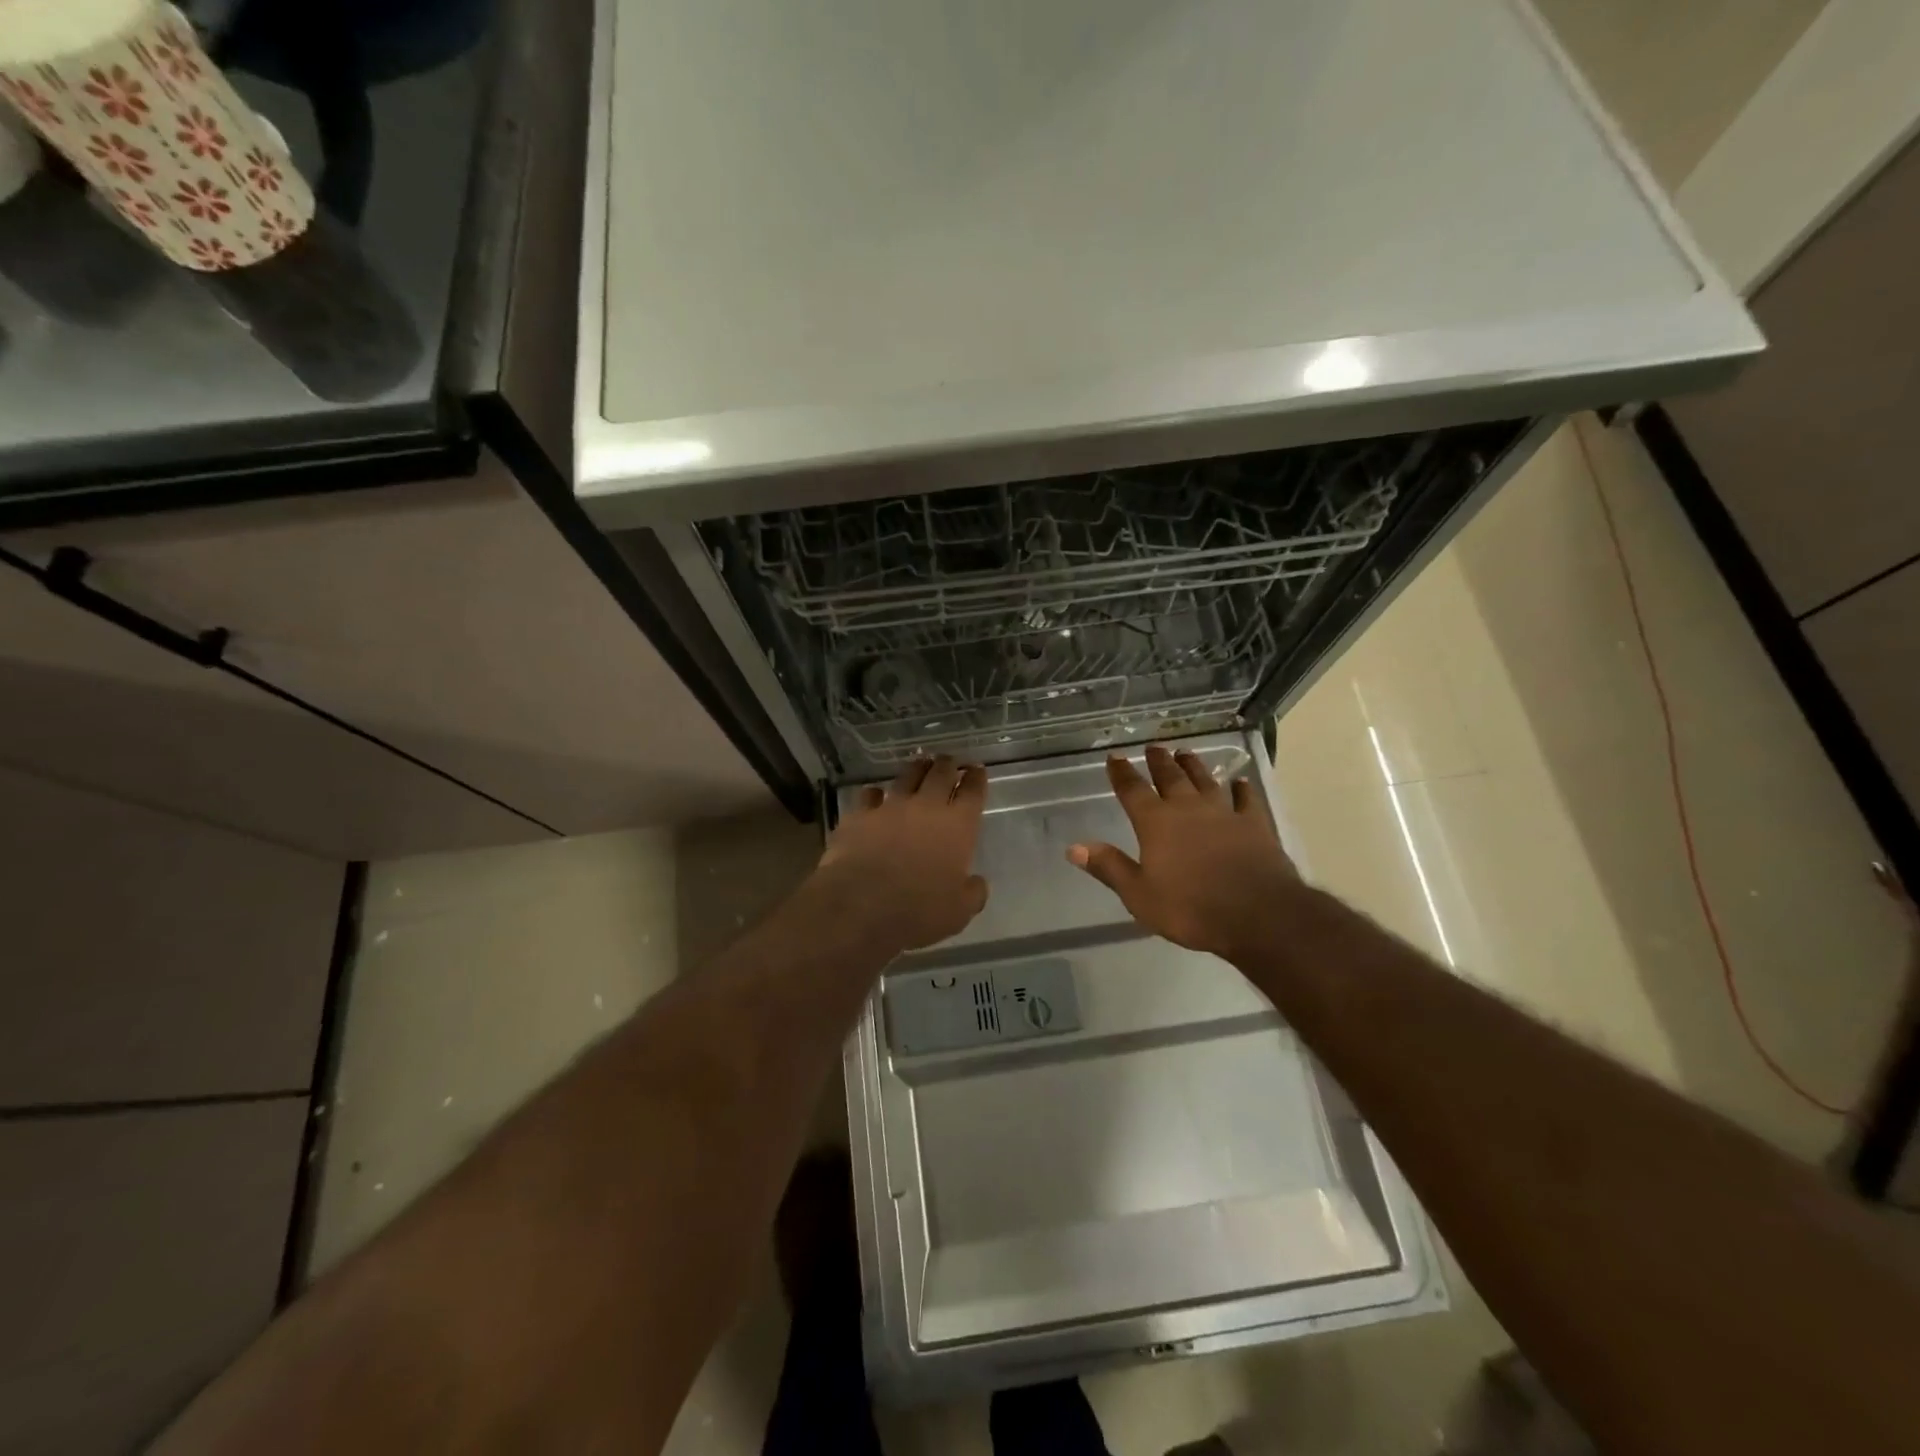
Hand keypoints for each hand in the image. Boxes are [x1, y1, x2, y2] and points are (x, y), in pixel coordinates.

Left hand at [815, 756, 989, 952]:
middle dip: (948, 764)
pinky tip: (875, 795)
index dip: (977, 779)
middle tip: (950, 761)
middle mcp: (926, 807)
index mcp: (958, 826)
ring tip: (920, 765)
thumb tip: (976, 883)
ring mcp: (890, 807)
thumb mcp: (959, 912)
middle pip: (941, 773)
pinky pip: (870, 795)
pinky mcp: (859, 815)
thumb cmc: (918, 910)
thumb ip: (972, 893)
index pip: (973, 792)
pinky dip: (875, 794)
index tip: (977, 770)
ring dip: (917, 769)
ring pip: (907, 776)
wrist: (861, 905)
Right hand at [1069, 744, 1298, 961]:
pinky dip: (1242, 790)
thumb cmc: (1190, 908)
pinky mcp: (1255, 826)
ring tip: (1186, 753)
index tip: (1114, 757)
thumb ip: (1109, 867)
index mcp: (1156, 823)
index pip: (1132, 790)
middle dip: (1159, 762)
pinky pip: (1246, 801)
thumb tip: (1074, 847)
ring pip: (1206, 781)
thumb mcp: (1139, 894)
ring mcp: (1224, 814)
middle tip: (1153, 747)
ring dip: (1194, 766)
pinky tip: (1241, 783)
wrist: (1257, 915)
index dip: (1122, 773)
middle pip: (1170, 777)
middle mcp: (1188, 809)